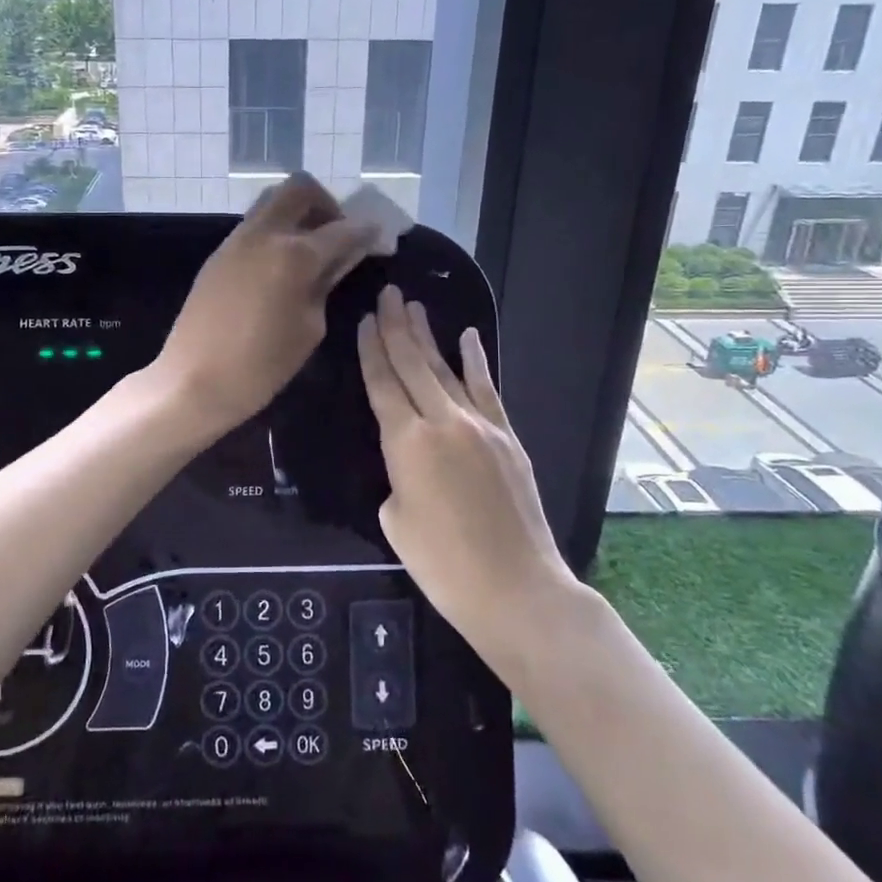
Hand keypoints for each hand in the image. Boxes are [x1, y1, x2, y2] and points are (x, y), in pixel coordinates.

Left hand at [156, 173, 378, 437]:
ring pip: (272, 202)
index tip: (378, 236)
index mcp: (294, 254)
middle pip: (300, 188)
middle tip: (335, 234)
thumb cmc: (261, 365)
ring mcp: (236, 240)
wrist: (193, 380)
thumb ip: (326, 286)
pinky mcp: (218, 254)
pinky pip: (253, 226)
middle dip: (325, 204)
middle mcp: (265, 234)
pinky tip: (280, 266)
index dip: (365, 231)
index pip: (342, 229)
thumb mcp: (309, 328)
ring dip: (297, 214)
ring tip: (308, 251)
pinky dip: (274, 232)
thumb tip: (338, 262)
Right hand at [358, 285, 582, 650]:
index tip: (365, 319)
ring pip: (446, 369)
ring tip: (414, 306)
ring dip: (428, 336)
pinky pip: (487, 389)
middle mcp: (442, 421)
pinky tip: (467, 337)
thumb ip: (397, 477)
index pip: (382, 383)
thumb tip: (410, 463)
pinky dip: (475, 361)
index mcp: (406, 442)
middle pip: (413, 364)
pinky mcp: (507, 437)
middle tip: (387, 294)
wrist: (515, 588)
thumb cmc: (443, 564)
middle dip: (397, 326)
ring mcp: (480, 425)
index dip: (371, 349)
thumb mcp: (396, 520)